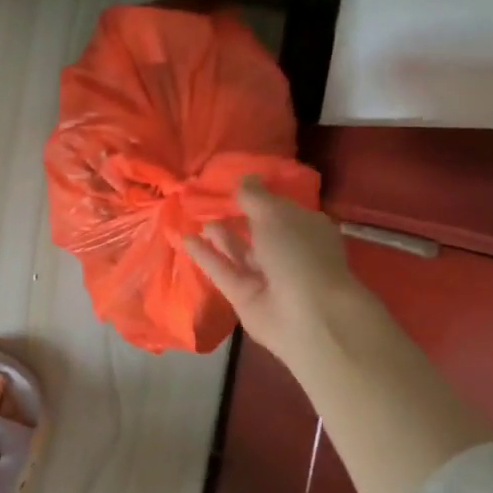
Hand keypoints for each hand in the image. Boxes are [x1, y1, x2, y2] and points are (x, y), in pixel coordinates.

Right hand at [183, 176, 352, 371]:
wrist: (306, 314)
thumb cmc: (298, 253)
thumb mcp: (275, 214)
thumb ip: (254, 196)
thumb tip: (245, 177)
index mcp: (305, 228)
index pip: (279, 209)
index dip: (258, 197)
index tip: (233, 183)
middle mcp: (287, 251)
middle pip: (257, 231)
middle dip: (234, 216)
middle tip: (206, 199)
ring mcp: (265, 276)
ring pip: (238, 251)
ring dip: (218, 235)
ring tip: (193, 216)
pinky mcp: (243, 295)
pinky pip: (222, 270)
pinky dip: (205, 255)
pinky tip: (185, 238)